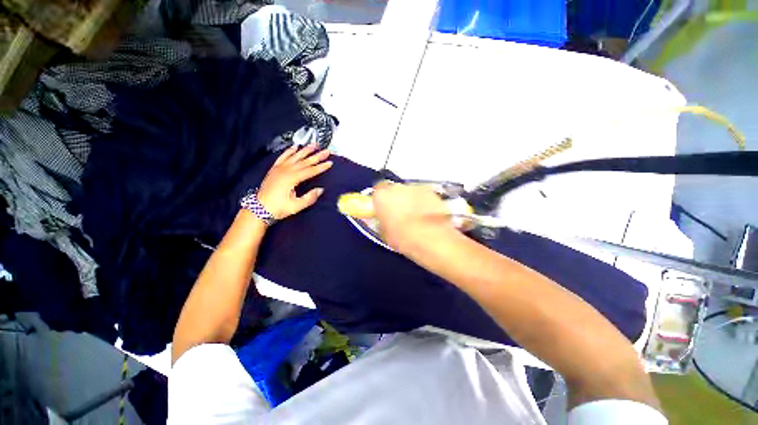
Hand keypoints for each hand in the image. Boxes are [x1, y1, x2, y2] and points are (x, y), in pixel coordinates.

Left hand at [257, 144, 332, 219]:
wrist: (259, 209)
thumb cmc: (278, 208)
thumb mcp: (296, 206)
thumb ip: (309, 198)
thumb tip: (320, 189)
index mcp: (292, 178)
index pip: (310, 170)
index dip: (321, 167)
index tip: (330, 163)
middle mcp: (286, 170)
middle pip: (305, 161)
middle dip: (317, 156)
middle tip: (326, 151)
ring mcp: (279, 168)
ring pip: (295, 156)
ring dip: (305, 150)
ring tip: (314, 145)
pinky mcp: (274, 169)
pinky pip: (283, 157)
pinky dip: (289, 151)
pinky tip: (295, 147)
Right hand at [372, 182, 458, 255]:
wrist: (430, 238)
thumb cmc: (405, 237)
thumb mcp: (385, 233)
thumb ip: (383, 221)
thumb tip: (385, 221)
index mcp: (381, 195)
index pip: (377, 191)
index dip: (380, 201)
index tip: (383, 210)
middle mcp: (397, 187)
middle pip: (394, 190)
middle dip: (396, 200)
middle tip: (399, 215)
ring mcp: (416, 188)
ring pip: (410, 192)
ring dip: (410, 201)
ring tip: (414, 218)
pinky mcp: (431, 192)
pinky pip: (424, 196)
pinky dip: (424, 204)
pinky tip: (425, 217)